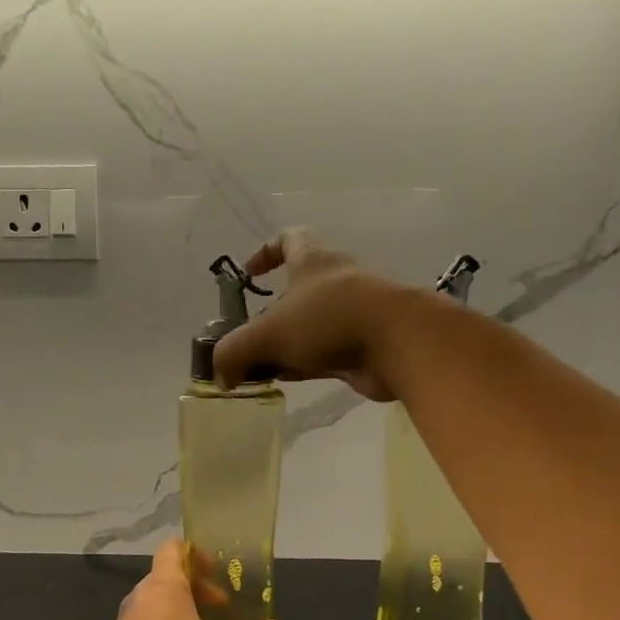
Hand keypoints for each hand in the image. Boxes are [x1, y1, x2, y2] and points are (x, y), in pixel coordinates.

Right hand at [211, 227, 411, 401]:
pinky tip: (288, 380)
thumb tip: (221, 377)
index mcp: (313, 260)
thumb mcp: (267, 333)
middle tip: (248, 337)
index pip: (289, 239)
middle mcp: (335, 280)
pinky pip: (325, 351)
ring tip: (261, 366)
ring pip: (311, 324)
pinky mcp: (364, 344)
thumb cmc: (329, 320)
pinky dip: (305, 363)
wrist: (399, 342)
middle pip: (298, 289)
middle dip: (271, 312)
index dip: (266, 251)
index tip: (249, 274)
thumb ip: (235, 352)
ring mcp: (353, 313)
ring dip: (287, 342)